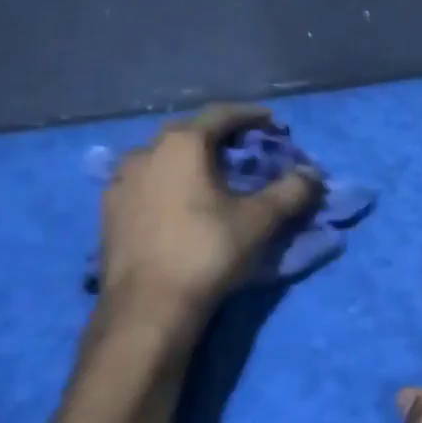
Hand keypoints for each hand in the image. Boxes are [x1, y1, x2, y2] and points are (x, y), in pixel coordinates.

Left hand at [99, 104, 319, 320]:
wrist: (147, 308)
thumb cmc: (206, 252)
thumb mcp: (259, 221)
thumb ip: (291, 191)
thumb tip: (313, 174)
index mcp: (181, 144)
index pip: (221, 114)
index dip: (250, 115)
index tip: (272, 123)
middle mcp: (145, 152)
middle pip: (189, 133)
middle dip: (219, 137)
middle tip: (244, 149)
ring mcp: (121, 181)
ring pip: (162, 158)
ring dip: (189, 160)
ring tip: (210, 176)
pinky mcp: (109, 211)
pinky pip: (145, 183)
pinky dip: (167, 183)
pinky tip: (178, 202)